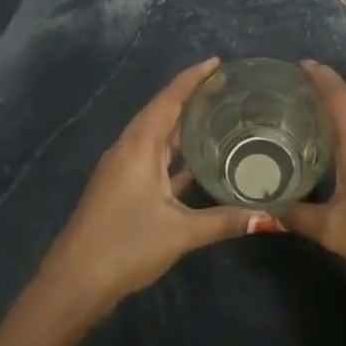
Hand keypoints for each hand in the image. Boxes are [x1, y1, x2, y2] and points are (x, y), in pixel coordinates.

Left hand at [35, 58, 267, 318]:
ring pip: (157, 137)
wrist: (74, 283)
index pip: (168, 101)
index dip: (192, 79)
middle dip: (190, 97)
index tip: (217, 62)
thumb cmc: (125, 246)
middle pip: (161, 113)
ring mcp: (122, 170)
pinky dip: (175, 153)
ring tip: (217, 114)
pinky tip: (198, 160)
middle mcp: (128, 150)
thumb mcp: (180, 233)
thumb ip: (225, 221)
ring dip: (182, 125)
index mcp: (138, 148)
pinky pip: (153, 158)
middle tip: (226, 87)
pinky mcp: (122, 189)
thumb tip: (272, 217)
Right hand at [284, 60, 345, 300]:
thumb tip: (266, 210)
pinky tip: (342, 148)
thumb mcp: (334, 230)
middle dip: (328, 91)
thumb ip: (297, 216)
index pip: (338, 94)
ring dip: (345, 111)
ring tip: (313, 117)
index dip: (319, 76)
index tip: (299, 65)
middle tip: (296, 93)